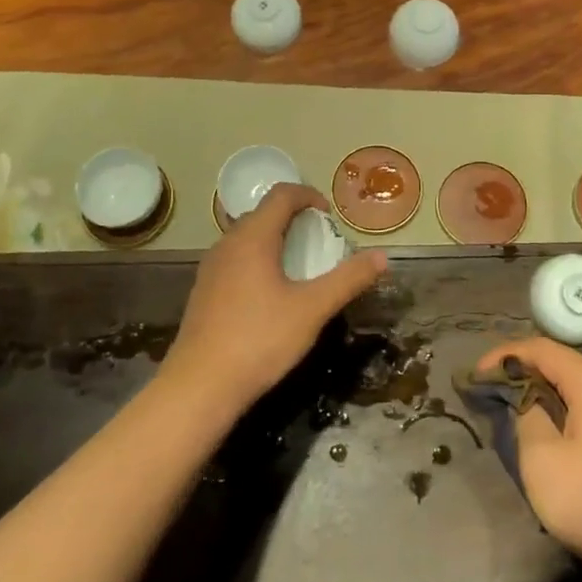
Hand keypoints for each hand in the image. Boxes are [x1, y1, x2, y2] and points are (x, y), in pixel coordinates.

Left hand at [163, 183, 386, 413]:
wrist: (199, 387)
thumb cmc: (259, 340)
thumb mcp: (312, 309)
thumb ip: (348, 279)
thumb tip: (382, 256)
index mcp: (253, 238)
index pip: (281, 194)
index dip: (308, 196)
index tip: (329, 215)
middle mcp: (227, 244)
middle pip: (262, 213)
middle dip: (293, 218)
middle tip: (319, 241)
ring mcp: (211, 268)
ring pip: (246, 238)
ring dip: (275, 240)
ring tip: (299, 267)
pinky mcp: (204, 291)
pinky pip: (235, 260)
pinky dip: (258, 260)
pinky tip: (270, 294)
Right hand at [477, 339, 581, 581]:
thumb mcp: (542, 459)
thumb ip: (526, 416)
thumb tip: (525, 400)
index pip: (541, 349)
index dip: (504, 356)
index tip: (476, 375)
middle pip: (559, 362)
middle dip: (521, 370)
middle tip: (490, 389)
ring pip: (574, 385)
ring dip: (540, 390)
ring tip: (511, 406)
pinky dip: (560, 406)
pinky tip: (545, 428)